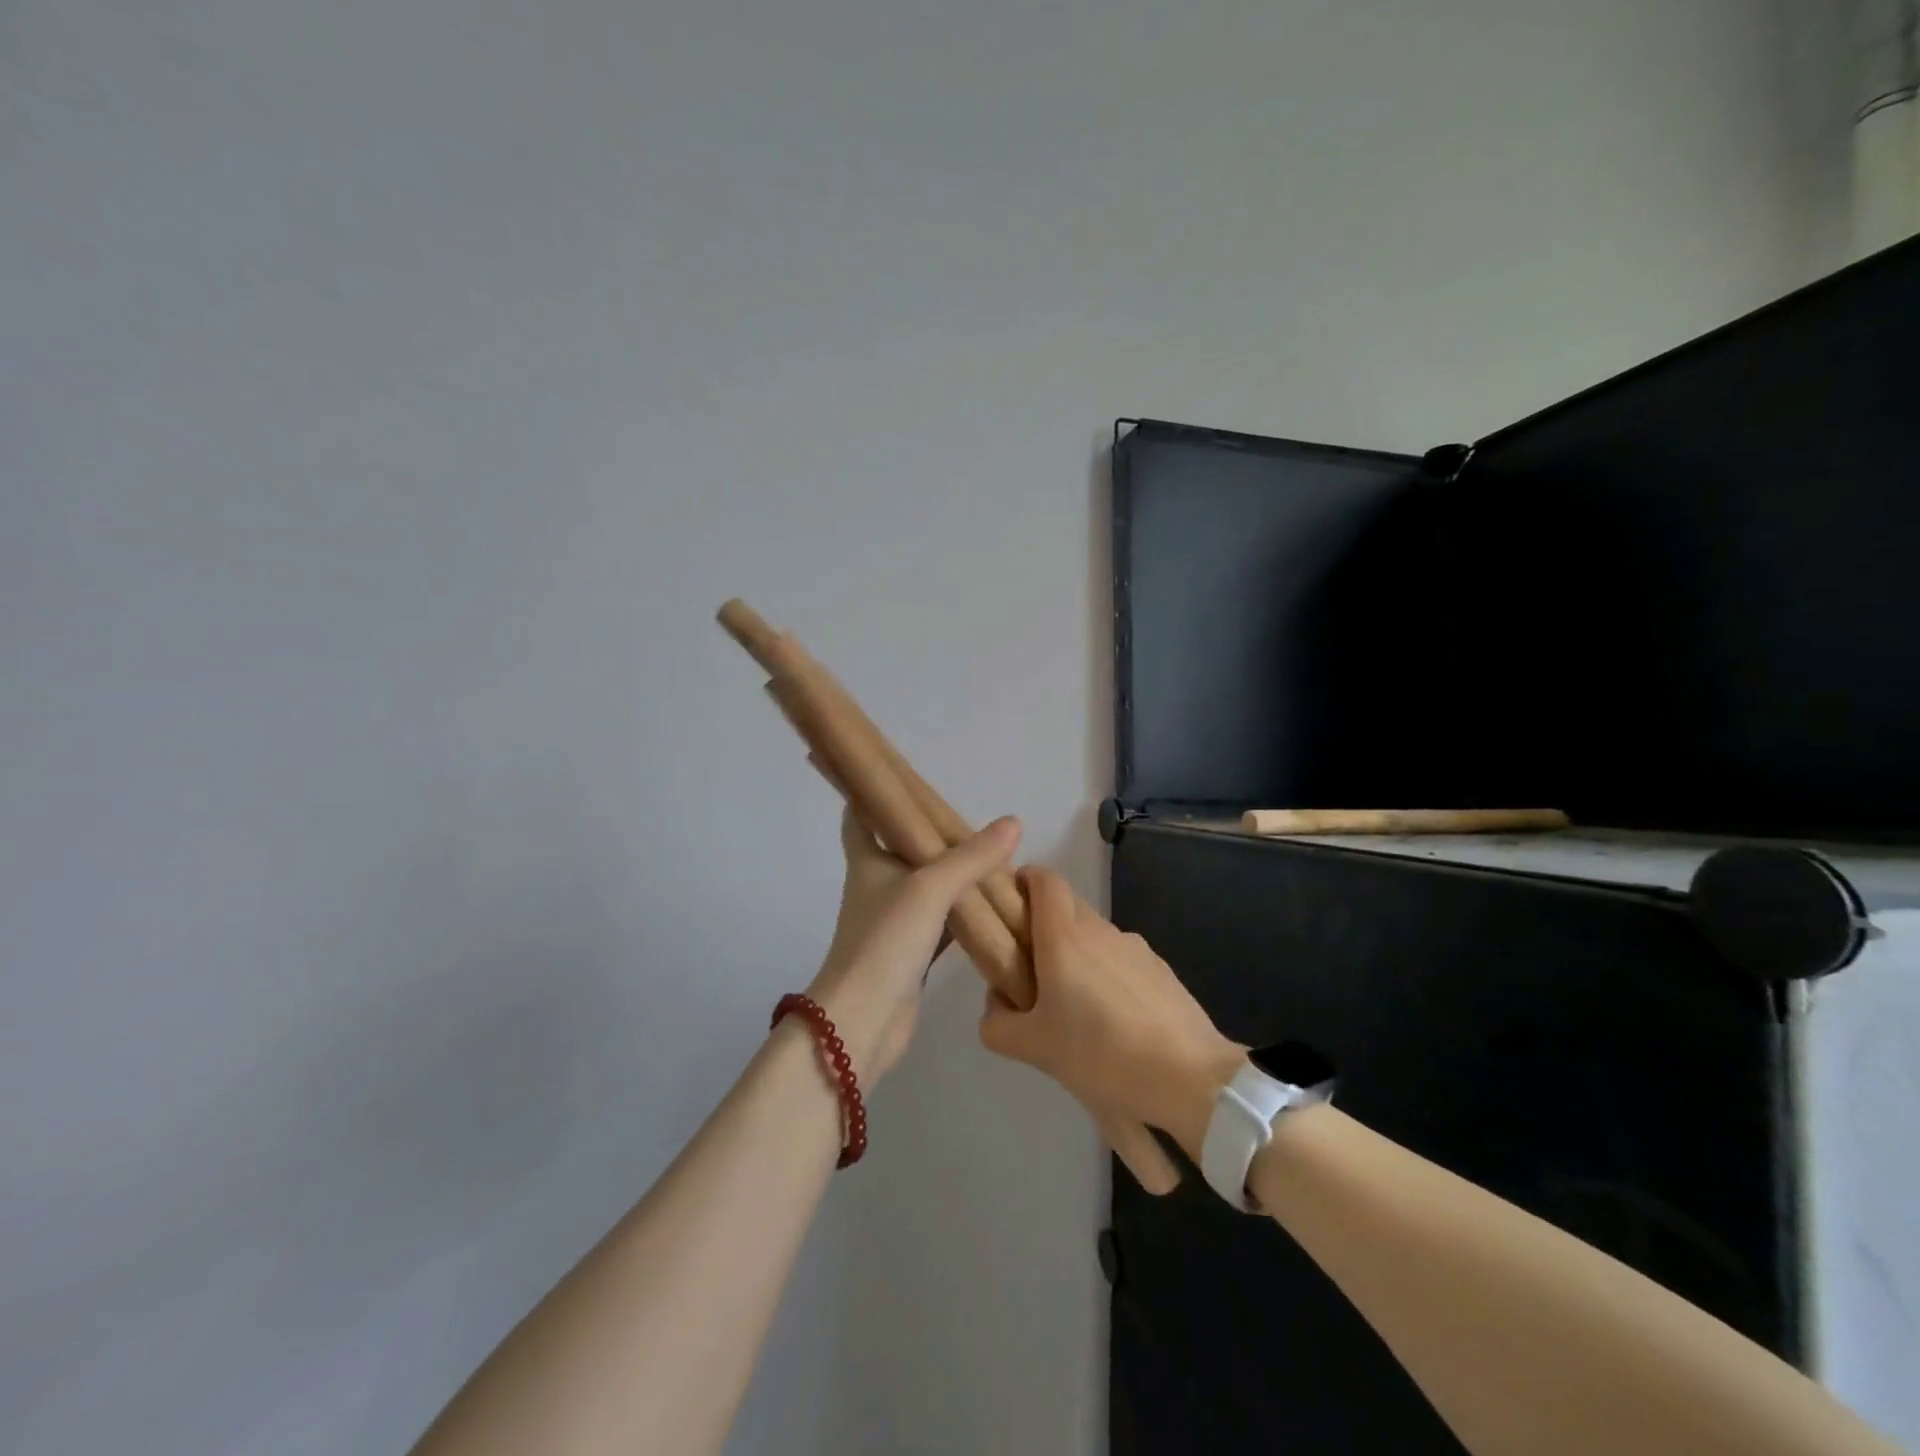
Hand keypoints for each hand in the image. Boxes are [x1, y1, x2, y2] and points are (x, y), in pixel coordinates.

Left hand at [807, 808, 1020, 1082]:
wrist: (863, 1021)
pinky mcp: (911, 952)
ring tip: (989, 854)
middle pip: (899, 848)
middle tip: (965, 815)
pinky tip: (992, 906)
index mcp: (868, 861)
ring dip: (951, 872)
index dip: (872, 792)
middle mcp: (877, 886)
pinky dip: (963, 912)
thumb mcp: (930, 888)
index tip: (896, 773)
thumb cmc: (885, 941)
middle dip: (927, 832)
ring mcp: (894, 921)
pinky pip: (942, 921)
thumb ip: (972, 857)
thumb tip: (1013, 823)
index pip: (860, 815)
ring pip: (926, 886)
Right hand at [978, 866, 1244, 1160]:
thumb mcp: (1034, 1048)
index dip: (1023, 881)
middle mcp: (1100, 930)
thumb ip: (998, 1024)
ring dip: (1075, 955)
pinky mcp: (1160, 970)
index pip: (1043, 878)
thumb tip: (996, 1005)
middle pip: (1065, 905)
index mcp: (1064, 936)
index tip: (1007, 908)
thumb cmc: (1101, 1055)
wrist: (1190, 1081)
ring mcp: (1135, 948)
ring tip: (1072, 1009)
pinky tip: (1111, 1024)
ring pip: (1093, 935)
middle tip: (1028, 969)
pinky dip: (1105, 975)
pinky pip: (1120, 960)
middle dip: (1042, 925)